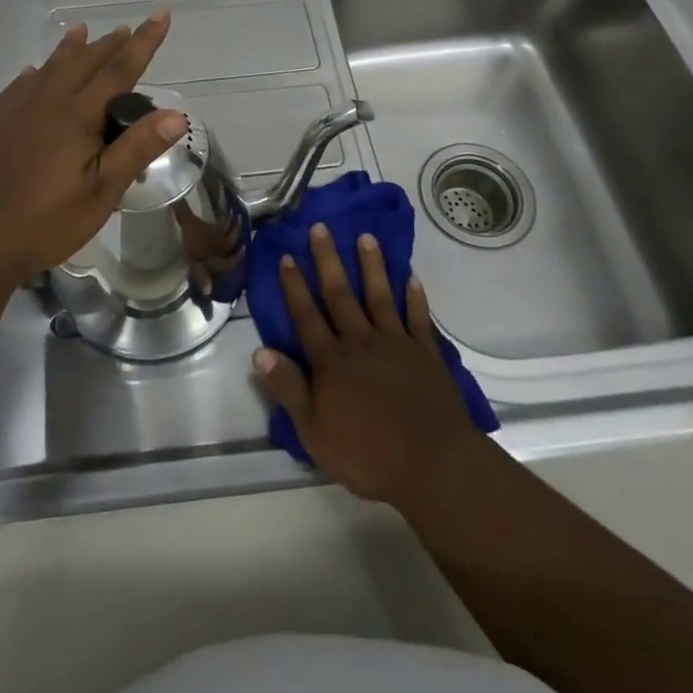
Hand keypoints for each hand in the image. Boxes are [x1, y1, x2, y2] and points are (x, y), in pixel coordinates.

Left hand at [0, 14, 186, 278]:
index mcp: (77, 116)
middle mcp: (45, 101)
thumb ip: (136, 149)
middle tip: (125, 28)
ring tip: (80, 31)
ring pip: (48, 68)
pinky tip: (32, 73)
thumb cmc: (44, 222)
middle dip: (108, 44)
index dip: (143, 42)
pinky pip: (19, 85)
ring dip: (69, 49)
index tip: (160, 16)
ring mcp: (13, 110)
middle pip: (83, 62)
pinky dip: (35, 73)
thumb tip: (175, 114)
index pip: (119, 69)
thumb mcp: (100, 193)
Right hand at [253, 224, 475, 509]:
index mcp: (331, 361)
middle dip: (328, 260)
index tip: (287, 257)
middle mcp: (360, 342)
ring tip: (367, 236)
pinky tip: (412, 277)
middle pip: (340, 295)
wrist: (433, 465)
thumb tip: (259, 352)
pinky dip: (415, 298)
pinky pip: (418, 318)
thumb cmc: (368, 454)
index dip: (295, 287)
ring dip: (372, 266)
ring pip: (379, 296)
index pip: (306, 316)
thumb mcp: (314, 431)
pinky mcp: (426, 354)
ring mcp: (396, 344)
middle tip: (321, 227)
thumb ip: (289, 389)